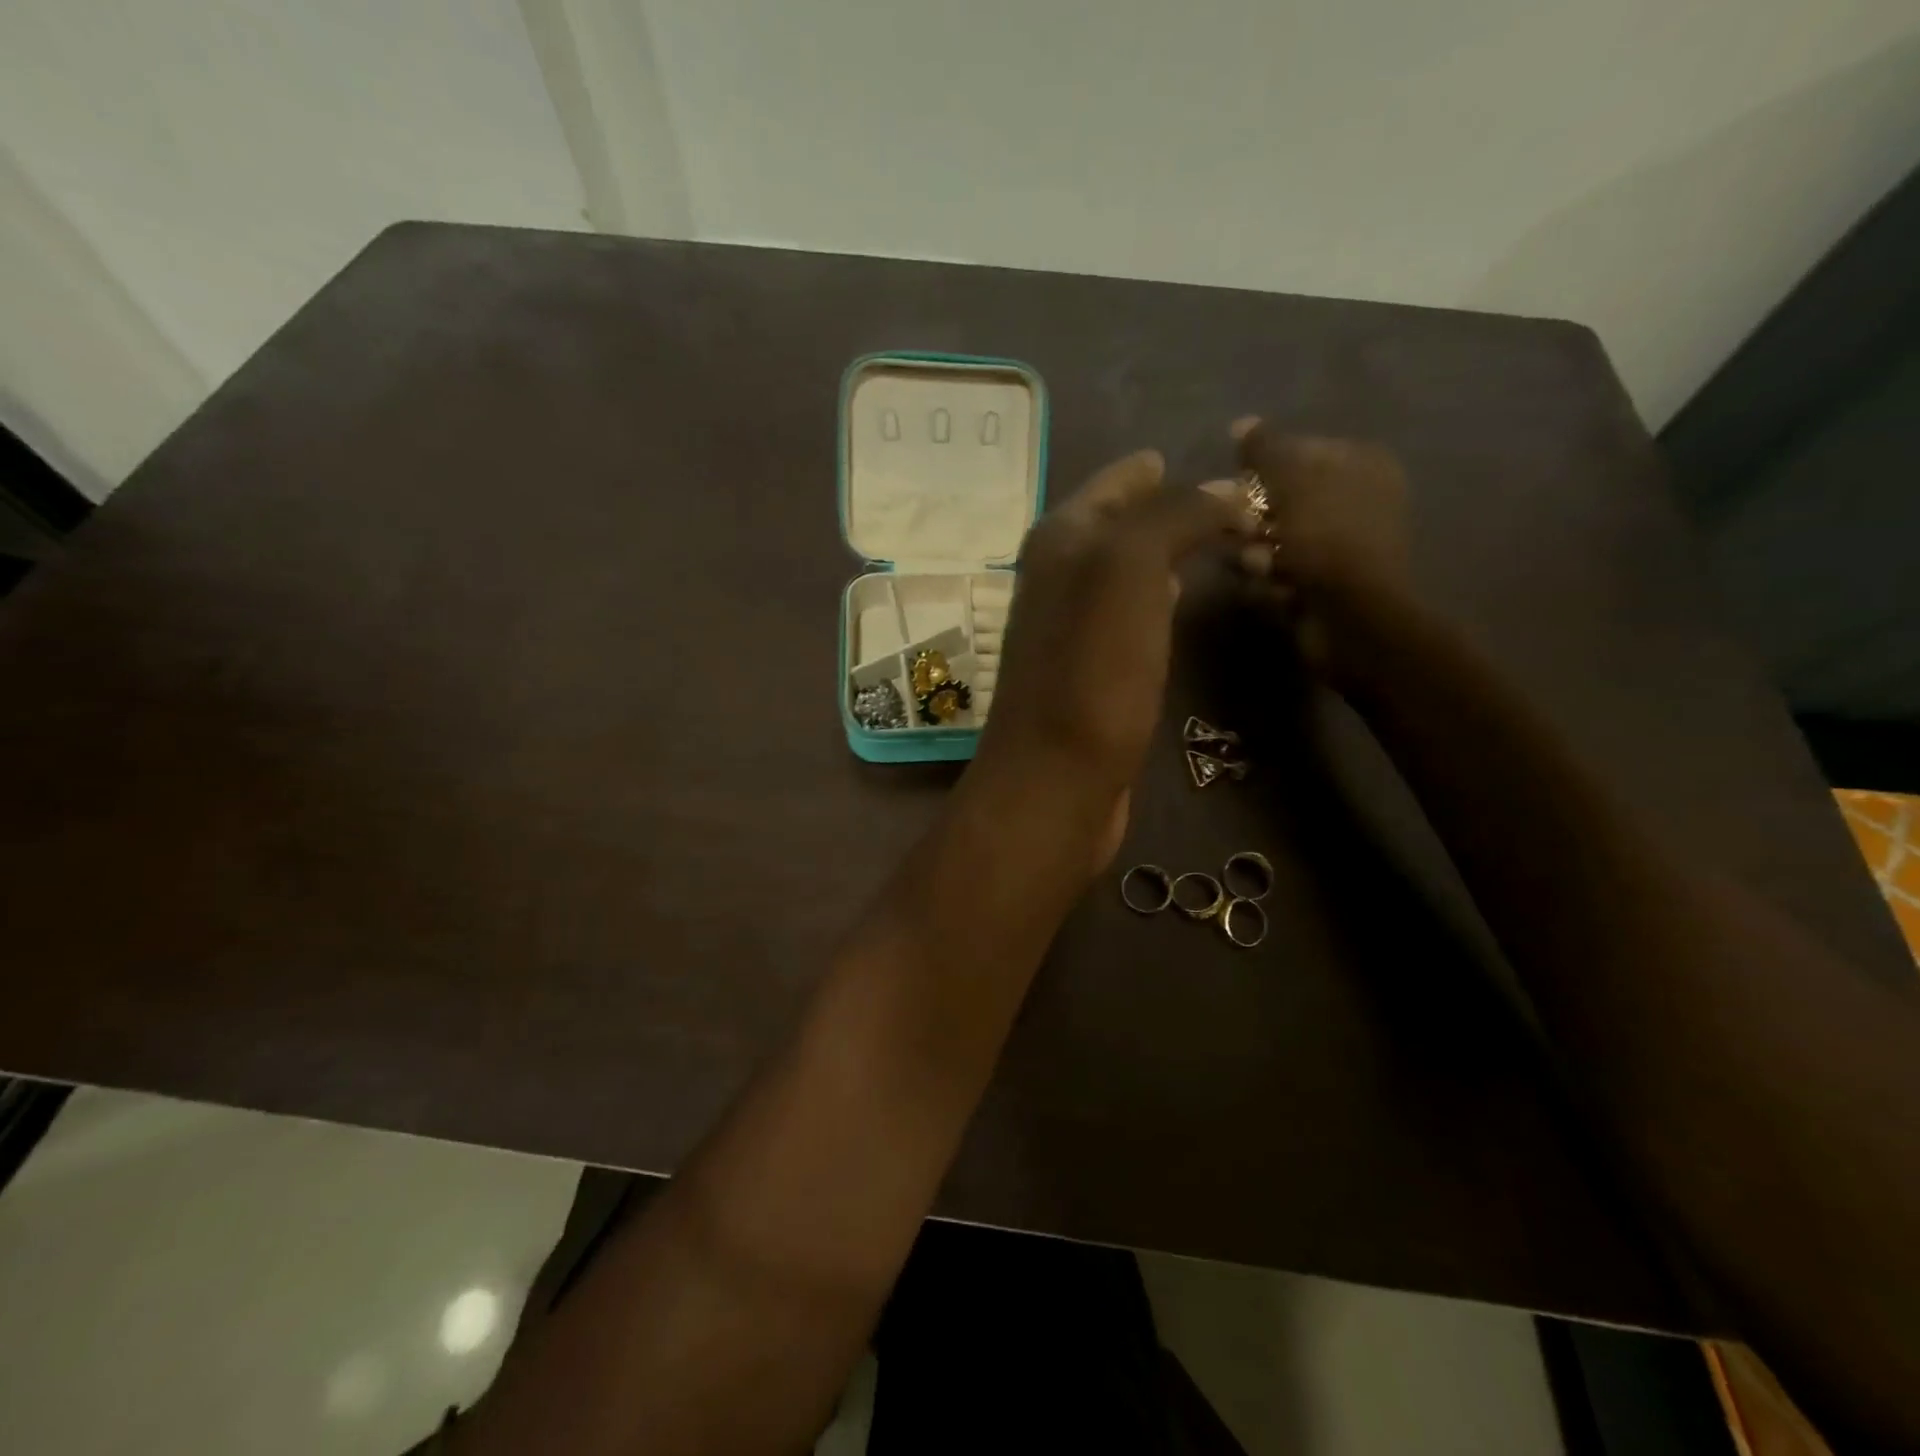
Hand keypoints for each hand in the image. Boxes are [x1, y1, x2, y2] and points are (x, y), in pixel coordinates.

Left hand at [972, 449, 1250, 862]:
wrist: (1057, 779)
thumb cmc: (1091, 672)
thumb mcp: (1130, 570)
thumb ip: (1174, 516)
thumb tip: (1225, 490)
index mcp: (1059, 542)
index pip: (1112, 485)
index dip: (1150, 470)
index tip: (1194, 458)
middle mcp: (1058, 578)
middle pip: (1117, 526)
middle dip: (1164, 508)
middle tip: (1226, 500)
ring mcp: (1071, 628)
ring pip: (1124, 571)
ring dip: (1162, 552)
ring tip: (1213, 539)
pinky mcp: (1089, 673)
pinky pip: (1128, 616)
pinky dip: (1155, 598)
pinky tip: (1176, 601)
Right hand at [1228, 418, 1411, 685]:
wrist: (1350, 615)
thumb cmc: (1324, 536)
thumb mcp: (1290, 477)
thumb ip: (1263, 447)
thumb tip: (1241, 424)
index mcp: (1362, 463)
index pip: (1298, 449)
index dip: (1262, 467)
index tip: (1237, 485)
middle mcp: (1356, 499)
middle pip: (1282, 497)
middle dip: (1255, 518)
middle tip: (1243, 529)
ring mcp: (1341, 545)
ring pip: (1275, 538)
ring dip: (1258, 553)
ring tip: (1261, 567)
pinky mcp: (1325, 583)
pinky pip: (1281, 572)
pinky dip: (1272, 580)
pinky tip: (1275, 589)